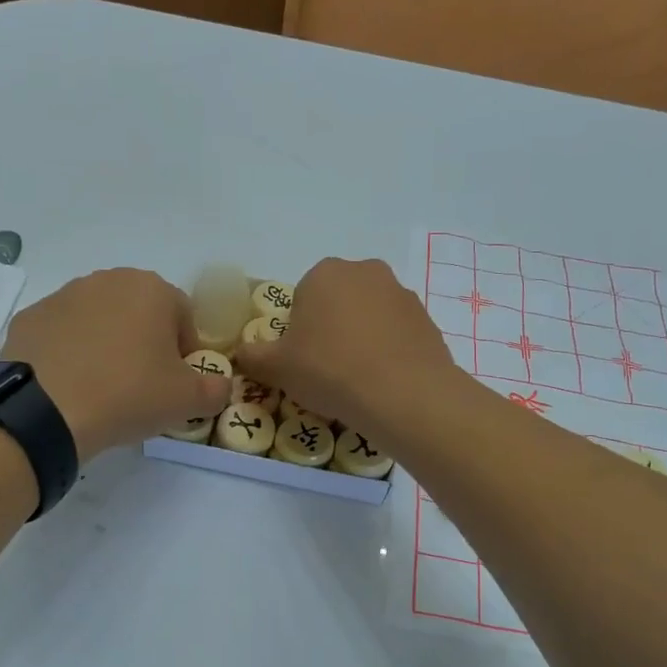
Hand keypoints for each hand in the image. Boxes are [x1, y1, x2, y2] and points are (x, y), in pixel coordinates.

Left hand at [3, 268, 229, 462]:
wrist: (46, 411)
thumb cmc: (129, 394)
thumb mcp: (188, 401)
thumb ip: (216, 389)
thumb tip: (220, 386)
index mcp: (152, 289)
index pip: (184, 317)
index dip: (186, 353)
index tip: (177, 384)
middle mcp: (108, 280)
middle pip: (140, 313)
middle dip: (146, 344)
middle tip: (142, 386)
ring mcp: (63, 295)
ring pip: (100, 320)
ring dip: (108, 345)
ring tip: (103, 387)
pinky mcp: (30, 318)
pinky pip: (63, 334)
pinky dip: (70, 353)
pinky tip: (70, 385)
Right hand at [234, 258, 458, 444]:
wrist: (403, 395)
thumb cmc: (330, 370)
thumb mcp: (277, 368)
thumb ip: (253, 356)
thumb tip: (239, 354)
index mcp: (325, 273)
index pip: (302, 298)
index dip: (297, 331)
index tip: (301, 360)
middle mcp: (365, 272)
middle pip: (338, 303)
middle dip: (330, 330)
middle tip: (326, 370)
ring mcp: (401, 294)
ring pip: (369, 317)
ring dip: (360, 339)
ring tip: (357, 380)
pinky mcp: (426, 320)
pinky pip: (396, 335)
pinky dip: (387, 352)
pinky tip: (383, 382)